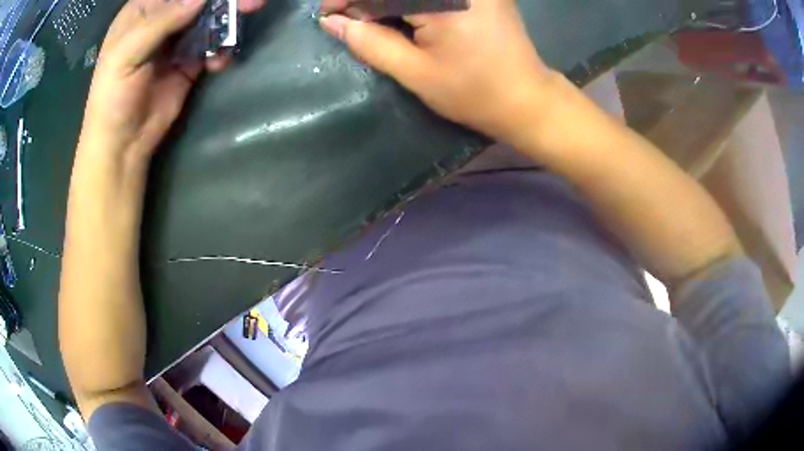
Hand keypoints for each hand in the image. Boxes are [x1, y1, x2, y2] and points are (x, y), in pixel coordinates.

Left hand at [80, 0, 264, 160]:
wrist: (122, 144)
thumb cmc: (113, 97)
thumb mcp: (127, 55)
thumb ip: (161, 22)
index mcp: (142, 11)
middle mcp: (162, 19)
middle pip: (198, 0)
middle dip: (224, 0)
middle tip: (252, 3)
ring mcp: (177, 40)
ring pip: (210, 17)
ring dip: (229, 20)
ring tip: (242, 26)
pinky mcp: (190, 61)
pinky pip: (213, 44)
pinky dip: (221, 49)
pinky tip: (218, 63)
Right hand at [319, 0, 558, 142]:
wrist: (526, 98)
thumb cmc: (473, 93)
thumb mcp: (415, 73)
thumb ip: (371, 42)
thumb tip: (333, 22)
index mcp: (444, 1)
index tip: (328, 14)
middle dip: (368, 0)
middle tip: (352, 18)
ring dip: (388, 1)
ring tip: (374, 18)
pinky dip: (410, 0)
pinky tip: (401, 13)